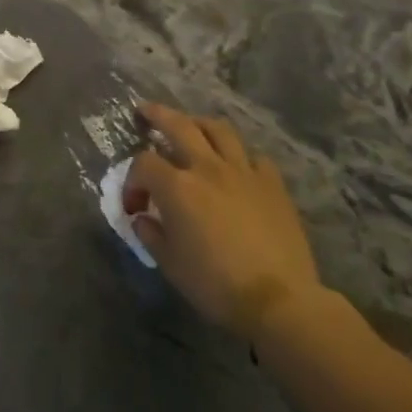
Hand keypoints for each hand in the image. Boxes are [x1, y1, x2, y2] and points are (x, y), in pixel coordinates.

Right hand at [124, 103, 327, 339]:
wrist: (280, 300)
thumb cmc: (216, 285)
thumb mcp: (170, 265)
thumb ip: (151, 235)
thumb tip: (143, 218)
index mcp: (177, 187)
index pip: (144, 164)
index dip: (132, 181)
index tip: (134, 206)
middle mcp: (208, 168)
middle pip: (178, 125)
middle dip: (157, 114)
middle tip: (145, 111)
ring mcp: (244, 172)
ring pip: (219, 130)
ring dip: (199, 124)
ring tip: (192, 127)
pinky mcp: (272, 184)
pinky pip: (253, 157)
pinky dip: (239, 156)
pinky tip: (236, 166)